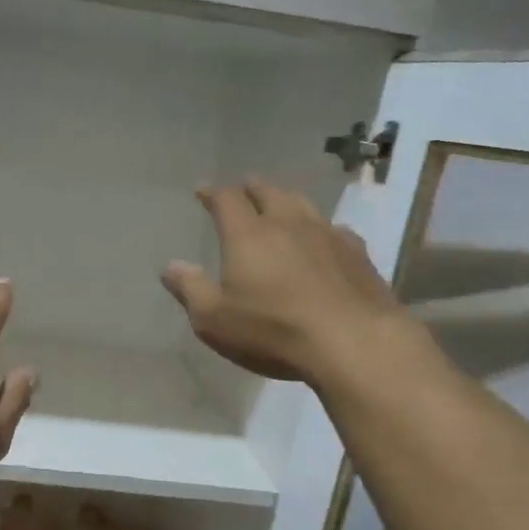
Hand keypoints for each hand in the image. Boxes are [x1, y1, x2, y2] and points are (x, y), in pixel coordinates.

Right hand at [162, 180, 403, 382]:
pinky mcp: (358, 253)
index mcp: (248, 235)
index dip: (212, 193)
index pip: (227, 201)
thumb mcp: (214, 319)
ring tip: (280, 201)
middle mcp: (287, 224)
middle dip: (252, 188)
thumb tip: (170, 266)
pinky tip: (324, 237)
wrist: (354, 342)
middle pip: (268, 193)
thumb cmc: (273, 331)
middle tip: (244, 186)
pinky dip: (320, 227)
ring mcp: (327, 235)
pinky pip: (334, 228)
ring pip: (303, 204)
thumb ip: (190, 289)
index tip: (202, 190)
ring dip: (286, 199)